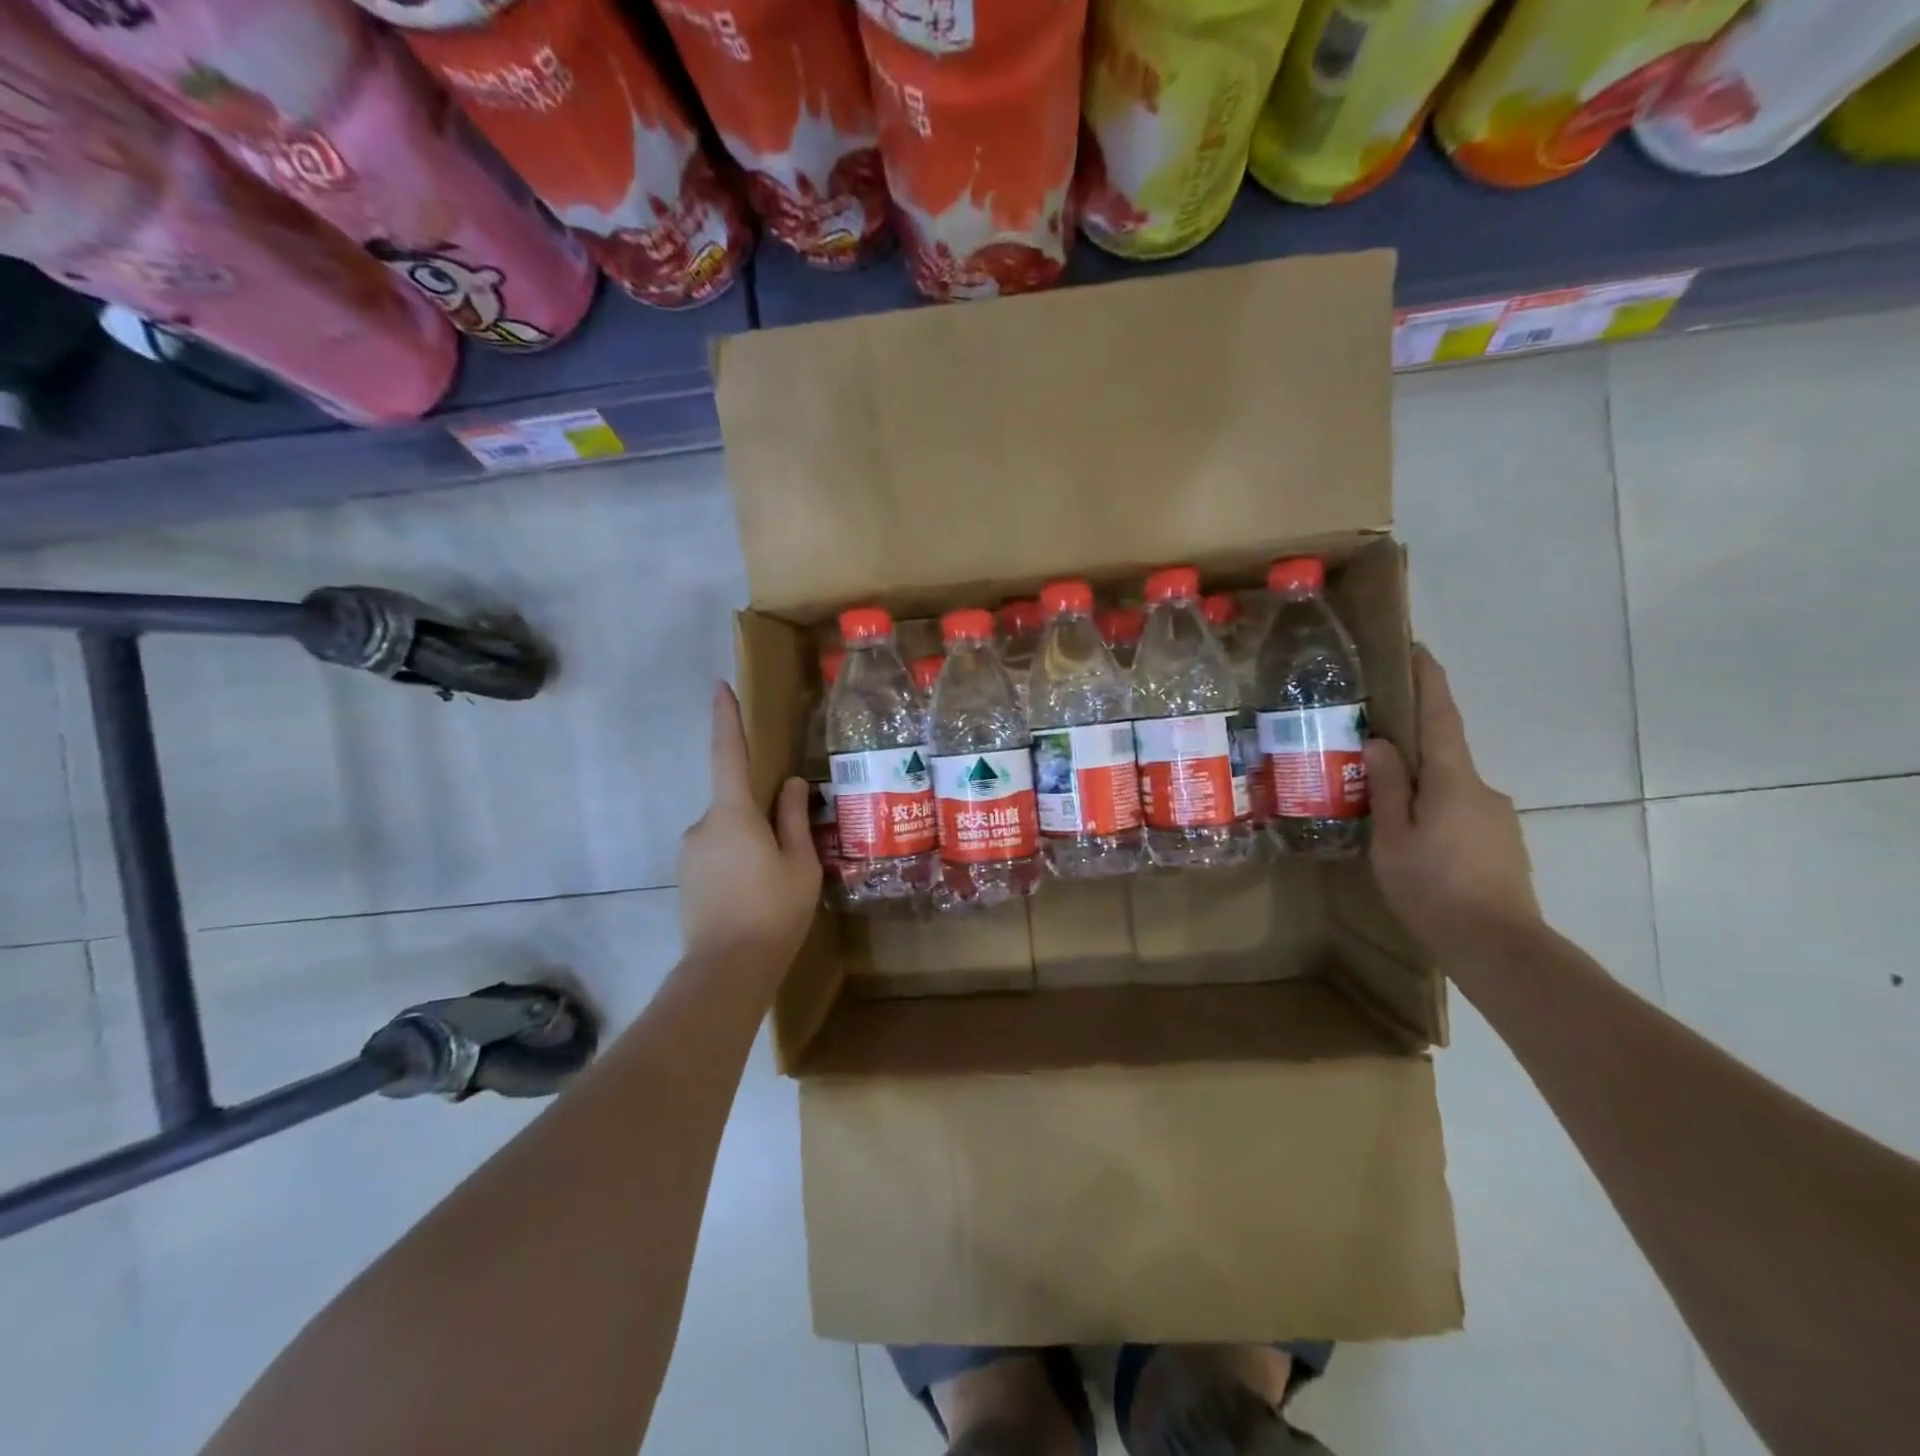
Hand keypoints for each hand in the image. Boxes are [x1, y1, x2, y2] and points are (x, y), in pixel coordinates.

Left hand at [678, 682, 820, 969]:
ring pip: (728, 833)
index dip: (726, 719)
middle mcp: (702, 825)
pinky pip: (717, 855)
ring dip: (750, 845)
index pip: (728, 754)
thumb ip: (793, 818)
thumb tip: (789, 784)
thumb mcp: (800, 863)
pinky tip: (755, 896)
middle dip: (761, 818)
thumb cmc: (773, 911)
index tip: (720, 687)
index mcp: (732, 814)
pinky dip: (738, 864)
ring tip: (775, 884)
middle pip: (735, 804)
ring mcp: (689, 853)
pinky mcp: (686, 878)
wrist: (726, 970)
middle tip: (790, 853)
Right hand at [1365, 645, 1539, 954]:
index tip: (1418, 650)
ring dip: (1420, 789)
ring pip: (1449, 788)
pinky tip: (1415, 844)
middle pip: (1443, 754)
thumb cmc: (1433, 888)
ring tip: (1384, 813)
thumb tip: (1382, 743)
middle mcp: (1482, 788)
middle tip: (1370, 755)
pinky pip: (1460, 812)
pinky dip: (1434, 813)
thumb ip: (1387, 788)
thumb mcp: (1392, 838)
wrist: (1500, 948)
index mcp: (1452, 780)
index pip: (1441, 717)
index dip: (1429, 681)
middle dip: (1410, 748)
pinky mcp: (1502, 842)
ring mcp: (1497, 816)